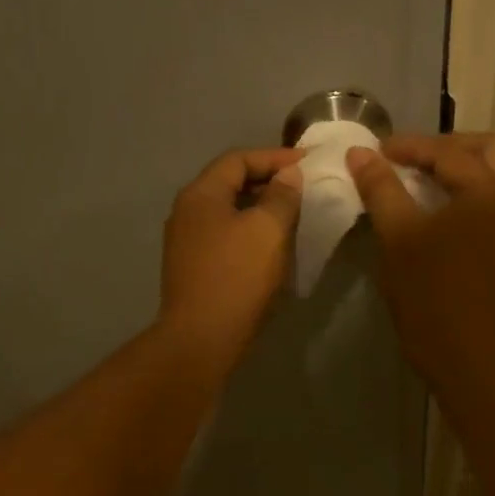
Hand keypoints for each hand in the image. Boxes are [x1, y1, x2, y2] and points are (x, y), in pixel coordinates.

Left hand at [158, 147, 303, 355]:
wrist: (201, 339)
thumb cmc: (237, 277)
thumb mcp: (268, 230)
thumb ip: (282, 196)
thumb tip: (288, 176)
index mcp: (200, 194)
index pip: (238, 159)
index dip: (274, 157)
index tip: (308, 163)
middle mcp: (187, 212)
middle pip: (229, 183)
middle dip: (267, 181)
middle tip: (302, 187)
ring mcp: (186, 242)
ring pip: (228, 212)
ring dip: (259, 208)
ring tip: (292, 214)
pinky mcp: (193, 268)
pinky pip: (224, 236)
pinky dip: (249, 232)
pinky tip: (271, 245)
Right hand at [346, 132, 494, 380]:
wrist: (467, 352)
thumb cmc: (429, 292)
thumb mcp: (398, 236)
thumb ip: (381, 189)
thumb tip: (359, 152)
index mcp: (490, 191)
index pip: (448, 153)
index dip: (409, 147)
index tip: (376, 151)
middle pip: (492, 148)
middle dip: (450, 146)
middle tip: (413, 158)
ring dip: (477, 163)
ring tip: (440, 175)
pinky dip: (488, 188)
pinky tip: (458, 205)